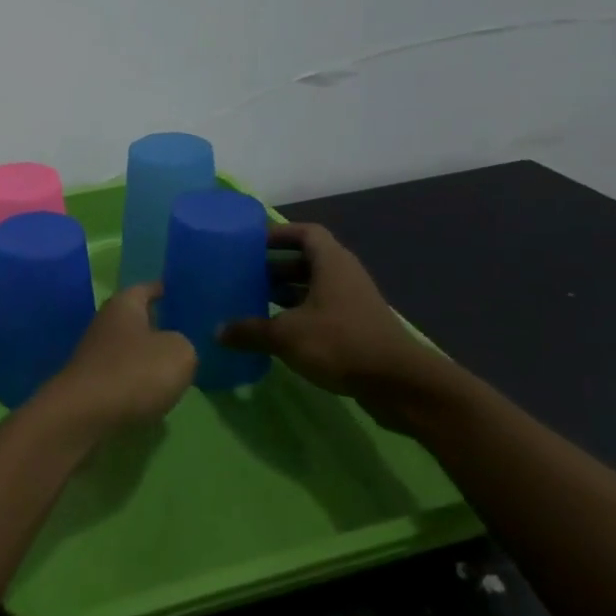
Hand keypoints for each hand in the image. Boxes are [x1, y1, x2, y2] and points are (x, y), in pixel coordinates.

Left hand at [29, 284, 196, 442]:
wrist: (84, 414)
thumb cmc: (134, 372)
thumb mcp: (179, 353)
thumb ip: (184, 344)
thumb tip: (175, 347)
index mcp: (124, 304)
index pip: (146, 288)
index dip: (162, 289)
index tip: (177, 291)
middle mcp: (106, 322)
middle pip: (135, 318)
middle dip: (157, 323)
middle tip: (185, 330)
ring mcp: (95, 353)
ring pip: (129, 347)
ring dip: (147, 355)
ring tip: (175, 364)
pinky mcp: (92, 382)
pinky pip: (122, 373)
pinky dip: (137, 378)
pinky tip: (154, 390)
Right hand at [218, 223, 435, 425]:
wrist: (399, 384)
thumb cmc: (340, 343)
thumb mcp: (286, 335)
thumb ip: (249, 330)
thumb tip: (217, 331)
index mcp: (331, 263)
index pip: (305, 232)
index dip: (278, 234)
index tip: (252, 243)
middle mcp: (344, 275)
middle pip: (307, 260)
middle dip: (275, 266)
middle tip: (244, 275)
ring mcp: (353, 303)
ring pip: (314, 287)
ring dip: (286, 293)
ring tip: (254, 303)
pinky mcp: (357, 328)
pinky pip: (322, 310)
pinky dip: (299, 315)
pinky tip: (277, 332)